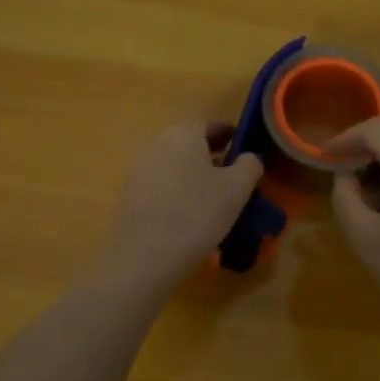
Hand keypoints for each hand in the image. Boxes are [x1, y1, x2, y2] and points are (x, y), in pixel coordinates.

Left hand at [102, 120, 262, 288]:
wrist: (145, 256)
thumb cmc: (197, 214)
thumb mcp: (237, 189)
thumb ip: (250, 165)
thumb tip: (249, 157)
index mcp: (184, 133)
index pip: (209, 123)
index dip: (228, 133)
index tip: (242, 147)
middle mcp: (157, 143)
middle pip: (189, 142)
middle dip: (211, 153)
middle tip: (231, 173)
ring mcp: (139, 169)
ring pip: (175, 163)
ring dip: (194, 173)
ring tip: (213, 196)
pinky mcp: (130, 195)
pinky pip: (161, 184)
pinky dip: (177, 190)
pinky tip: (190, 213)